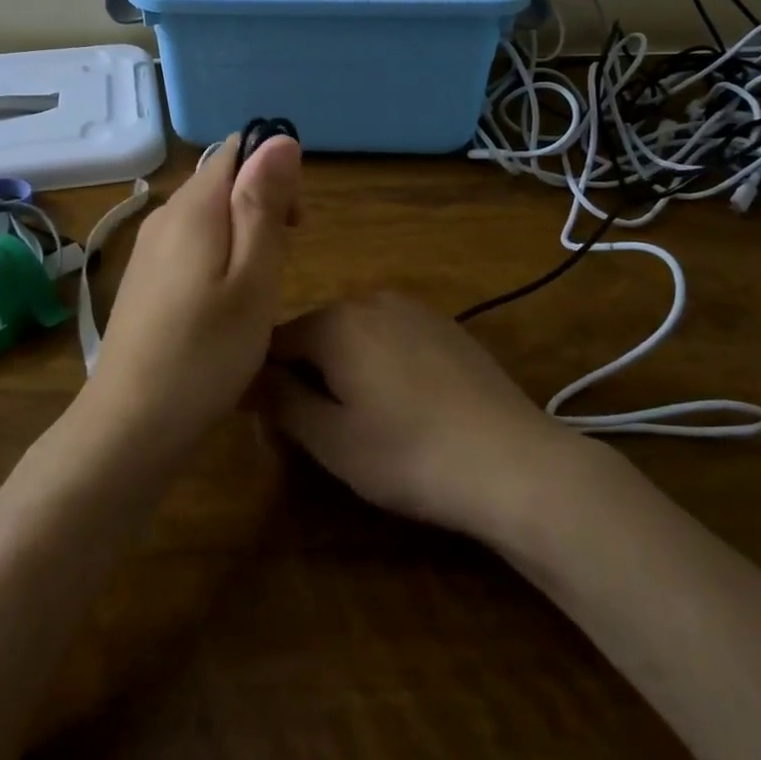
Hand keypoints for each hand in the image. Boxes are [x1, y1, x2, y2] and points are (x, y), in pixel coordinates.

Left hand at [89, 134, 303, 448]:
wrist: (129, 425)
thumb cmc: (206, 353)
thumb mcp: (254, 277)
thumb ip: (264, 203)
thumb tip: (279, 138)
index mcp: (193, 207)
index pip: (237, 150)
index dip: (274, 173)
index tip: (294, 222)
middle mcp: (164, 215)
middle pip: (222, 180)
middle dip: (262, 205)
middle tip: (281, 264)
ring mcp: (149, 248)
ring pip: (208, 214)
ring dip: (243, 234)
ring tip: (257, 290)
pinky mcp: (144, 277)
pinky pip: (190, 243)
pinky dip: (218, 256)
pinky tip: (224, 303)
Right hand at [261, 294, 585, 539]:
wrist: (512, 460)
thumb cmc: (408, 454)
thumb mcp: (331, 439)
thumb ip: (280, 401)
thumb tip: (247, 375)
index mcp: (335, 321)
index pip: (273, 341)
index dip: (266, 385)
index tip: (274, 429)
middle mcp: (370, 299)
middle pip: (316, 335)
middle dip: (307, 378)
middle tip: (321, 434)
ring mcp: (413, 309)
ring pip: (355, 336)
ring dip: (345, 372)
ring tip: (365, 424)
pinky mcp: (445, 326)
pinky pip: (392, 339)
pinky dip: (383, 366)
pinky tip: (406, 409)